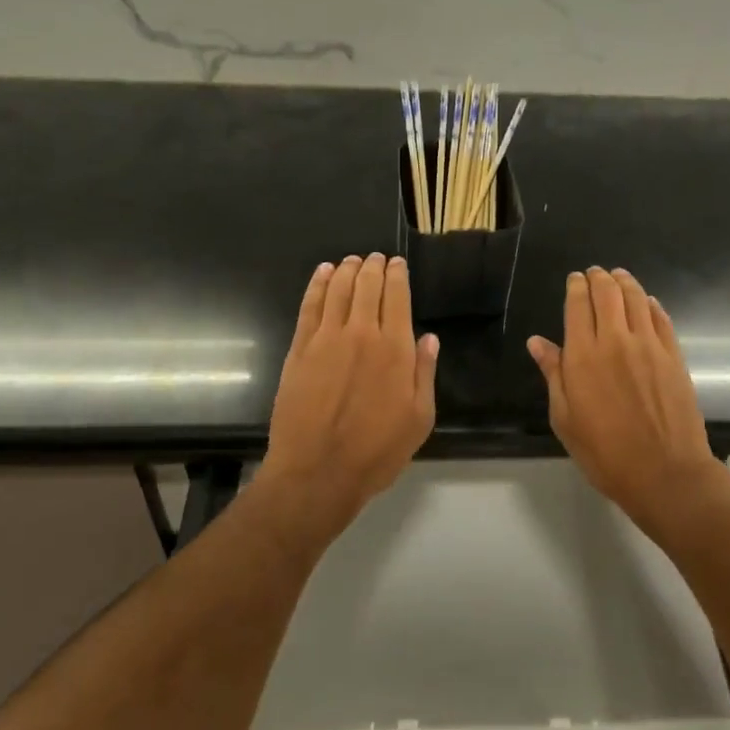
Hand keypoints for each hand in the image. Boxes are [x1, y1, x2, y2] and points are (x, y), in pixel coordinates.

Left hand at [257, 254, 438, 541]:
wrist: (317, 472)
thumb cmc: (376, 451)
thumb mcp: (419, 419)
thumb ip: (424, 373)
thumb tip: (429, 338)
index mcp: (394, 349)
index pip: (397, 297)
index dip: (397, 275)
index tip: (396, 263)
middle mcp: (361, 334)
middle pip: (366, 286)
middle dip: (373, 267)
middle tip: (375, 257)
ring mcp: (326, 339)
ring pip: (338, 290)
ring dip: (346, 270)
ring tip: (351, 260)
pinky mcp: (299, 349)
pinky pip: (310, 306)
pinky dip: (317, 285)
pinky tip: (322, 274)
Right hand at [528, 267, 727, 534]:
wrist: (665, 473)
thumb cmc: (605, 452)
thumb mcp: (565, 418)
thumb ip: (553, 374)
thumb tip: (537, 342)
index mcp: (583, 355)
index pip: (578, 305)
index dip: (576, 286)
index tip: (574, 279)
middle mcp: (616, 340)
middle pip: (608, 293)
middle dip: (599, 278)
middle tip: (595, 273)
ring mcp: (649, 345)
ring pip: (636, 299)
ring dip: (625, 282)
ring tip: (619, 276)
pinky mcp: (674, 355)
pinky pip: (661, 318)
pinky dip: (651, 304)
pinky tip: (647, 302)